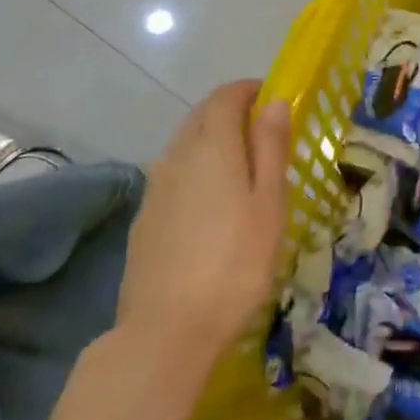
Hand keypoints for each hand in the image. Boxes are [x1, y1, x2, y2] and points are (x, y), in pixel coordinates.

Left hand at [117, 81, 289, 362]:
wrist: (167, 329)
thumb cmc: (236, 261)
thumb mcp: (269, 202)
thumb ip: (271, 147)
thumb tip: (274, 101)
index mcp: (212, 145)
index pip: (225, 95)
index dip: (250, 90)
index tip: (274, 101)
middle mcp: (177, 154)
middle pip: (202, 115)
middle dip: (232, 112)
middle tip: (264, 134)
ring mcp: (156, 186)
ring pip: (185, 143)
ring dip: (213, 140)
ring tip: (243, 169)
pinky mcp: (145, 215)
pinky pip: (174, 172)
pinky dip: (196, 168)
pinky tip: (213, 203)